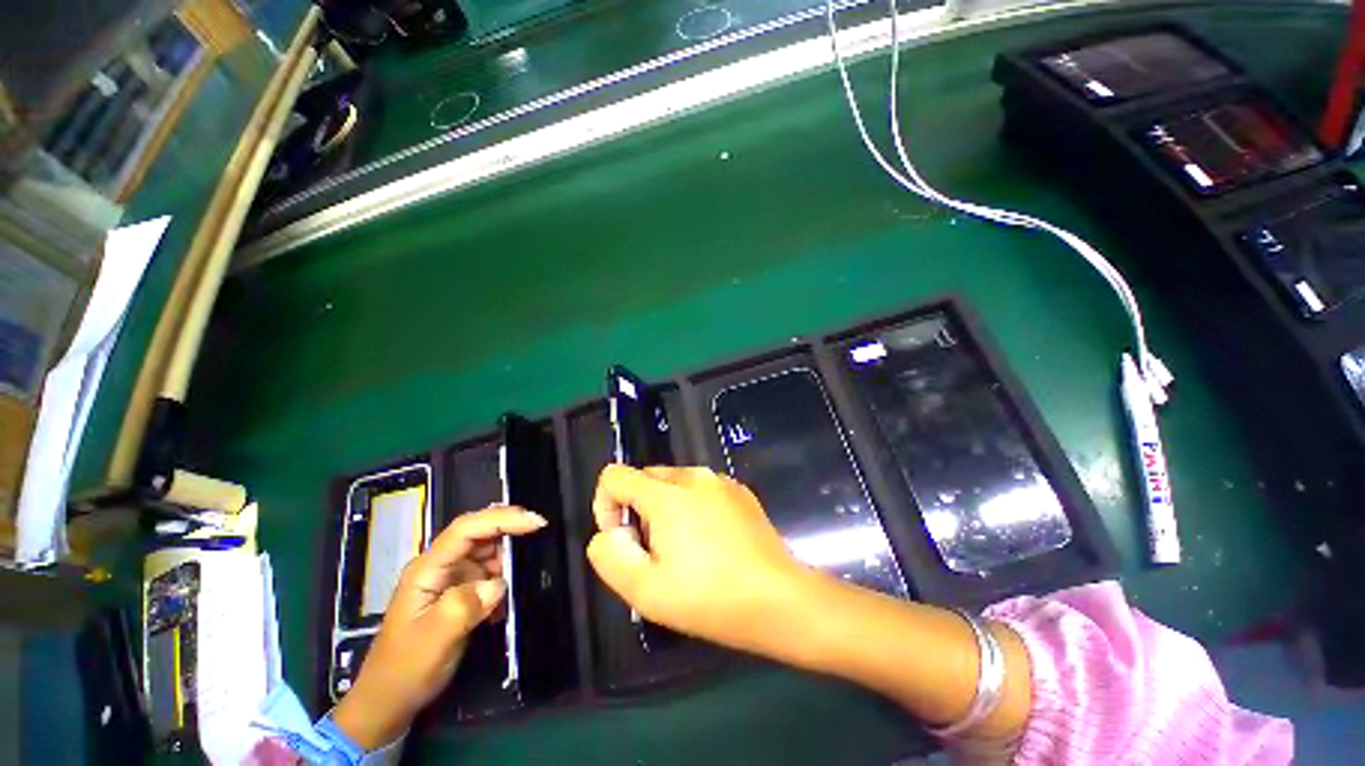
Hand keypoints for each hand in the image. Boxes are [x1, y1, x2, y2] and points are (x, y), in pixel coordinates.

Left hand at [333, 506, 545, 747]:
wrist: (387, 702)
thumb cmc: (405, 670)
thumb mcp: (433, 641)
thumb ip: (464, 607)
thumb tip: (498, 584)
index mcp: (427, 569)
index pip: (467, 529)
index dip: (502, 519)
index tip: (536, 523)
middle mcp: (439, 566)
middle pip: (478, 532)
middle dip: (509, 528)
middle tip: (540, 533)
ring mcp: (448, 578)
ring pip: (486, 550)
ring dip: (508, 554)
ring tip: (528, 567)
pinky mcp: (458, 592)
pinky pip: (487, 572)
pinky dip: (503, 575)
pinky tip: (509, 595)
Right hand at [586, 465, 808, 654]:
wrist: (779, 599)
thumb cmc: (710, 597)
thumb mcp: (645, 591)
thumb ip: (610, 556)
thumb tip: (609, 533)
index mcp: (667, 494)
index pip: (615, 475)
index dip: (605, 506)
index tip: (622, 540)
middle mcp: (693, 476)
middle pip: (645, 478)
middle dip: (637, 510)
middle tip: (655, 552)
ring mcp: (720, 480)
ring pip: (673, 483)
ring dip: (665, 509)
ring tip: (685, 549)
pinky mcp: (739, 490)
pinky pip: (700, 489)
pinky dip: (692, 507)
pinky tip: (711, 542)